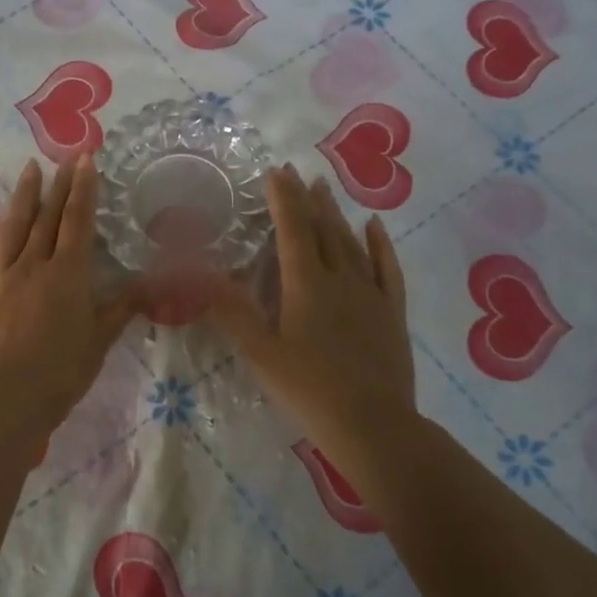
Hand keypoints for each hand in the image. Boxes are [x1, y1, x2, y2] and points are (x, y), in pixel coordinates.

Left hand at [0, 157, 136, 433]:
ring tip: (29, 169)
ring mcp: (2, 276)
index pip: (78, 222)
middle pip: (47, 217)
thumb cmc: (60, 372)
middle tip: (63, 157)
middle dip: (58, 185)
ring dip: (23, 196)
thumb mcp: (99, 341)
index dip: (83, 190)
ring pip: (14, 226)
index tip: (85, 160)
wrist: (4, 398)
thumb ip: (121, 307)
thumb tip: (150, 283)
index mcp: (68, 274)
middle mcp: (34, 265)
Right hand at [207, 164, 415, 455]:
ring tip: (325, 190)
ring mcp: (371, 294)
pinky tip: (374, 226)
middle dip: (307, 200)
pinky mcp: (392, 312)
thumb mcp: (261, 354)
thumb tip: (204, 277)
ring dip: (336, 215)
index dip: (283, 199)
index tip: (275, 172)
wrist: (372, 424)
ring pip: (352, 243)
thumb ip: (234, 313)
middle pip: (323, 230)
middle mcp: (340, 279)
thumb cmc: (309, 390)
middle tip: (298, 173)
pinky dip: (380, 244)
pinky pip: (387, 268)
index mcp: (306, 286)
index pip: (293, 230)